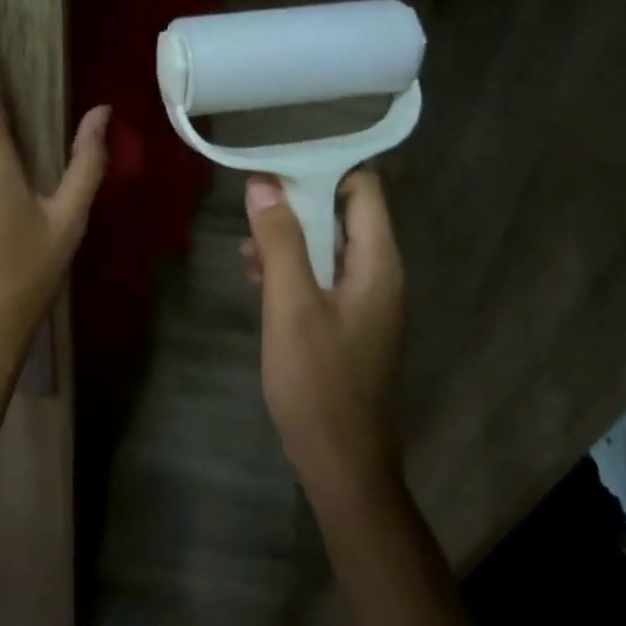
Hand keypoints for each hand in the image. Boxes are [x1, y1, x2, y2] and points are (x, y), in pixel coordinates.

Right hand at [241, 168, 404, 495]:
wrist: (341, 462)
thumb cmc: (318, 381)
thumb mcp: (290, 305)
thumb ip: (280, 241)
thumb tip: (264, 183)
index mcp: (377, 263)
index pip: (364, 188)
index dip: (324, 168)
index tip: (277, 163)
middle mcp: (379, 274)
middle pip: (344, 214)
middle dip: (297, 206)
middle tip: (251, 208)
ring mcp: (365, 301)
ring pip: (328, 247)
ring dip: (289, 241)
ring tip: (246, 253)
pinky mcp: (349, 324)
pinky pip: (322, 278)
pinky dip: (293, 271)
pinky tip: (258, 282)